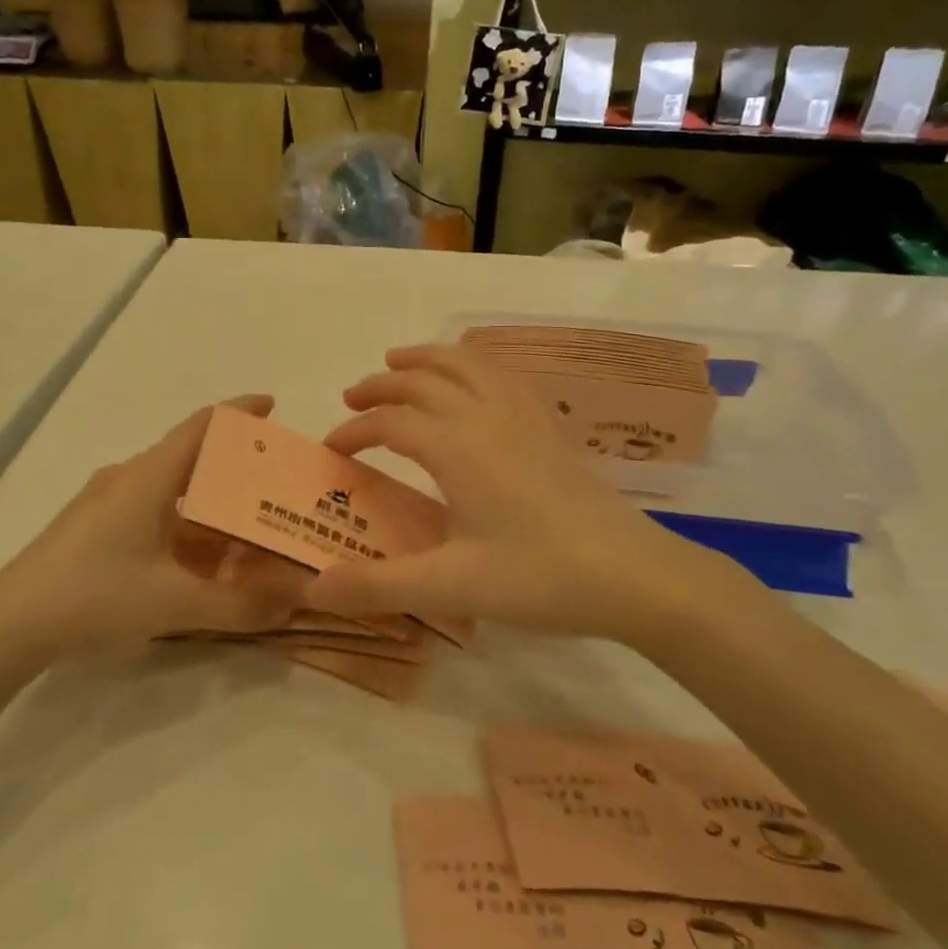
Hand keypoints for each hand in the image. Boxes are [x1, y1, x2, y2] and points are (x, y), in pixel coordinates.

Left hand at [0, 396, 303, 656]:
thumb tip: (294, 602)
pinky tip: (202, 559)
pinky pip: (154, 513)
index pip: (201, 426)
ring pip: (172, 490)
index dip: (238, 411)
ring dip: (210, 503)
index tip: (274, 407)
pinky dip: (185, 527)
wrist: (7, 625)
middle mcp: (129, 478)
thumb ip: (238, 605)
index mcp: (148, 477)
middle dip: (235, 466)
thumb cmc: (94, 595)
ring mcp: (107, 503)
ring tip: (248, 524)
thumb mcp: (173, 602)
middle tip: (275, 482)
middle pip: (191, 457)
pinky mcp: (95, 528)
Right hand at [306, 346, 768, 645]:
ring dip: (428, 359)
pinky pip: (504, 376)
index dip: (354, 430)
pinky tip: (475, 382)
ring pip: (467, 364)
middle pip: (423, 380)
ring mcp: (524, 417)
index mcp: (457, 447)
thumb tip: (312, 589)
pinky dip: (474, 365)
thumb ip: (378, 586)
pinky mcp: (550, 428)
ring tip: (402, 361)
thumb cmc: (540, 577)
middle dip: (381, 384)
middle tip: (352, 395)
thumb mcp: (451, 587)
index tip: (331, 450)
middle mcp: (486, 417)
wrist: (635, 576)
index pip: (390, 422)